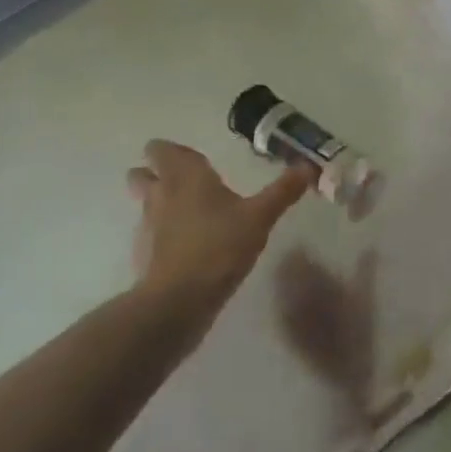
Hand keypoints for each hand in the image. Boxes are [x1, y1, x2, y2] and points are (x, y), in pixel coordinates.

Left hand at [125, 141, 311, 316]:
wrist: (179, 301)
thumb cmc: (220, 246)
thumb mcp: (260, 217)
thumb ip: (283, 191)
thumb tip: (309, 166)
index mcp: (185, 177)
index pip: (162, 150)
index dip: (172, 151)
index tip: (193, 158)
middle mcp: (160, 195)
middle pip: (141, 174)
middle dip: (155, 174)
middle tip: (185, 181)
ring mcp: (147, 227)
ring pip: (145, 204)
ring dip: (159, 203)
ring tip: (189, 213)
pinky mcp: (144, 256)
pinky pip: (150, 235)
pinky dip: (162, 235)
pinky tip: (187, 246)